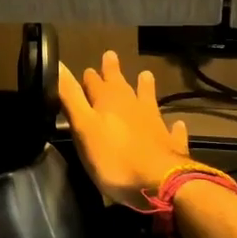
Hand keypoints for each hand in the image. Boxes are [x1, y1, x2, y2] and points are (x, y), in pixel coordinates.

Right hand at [57, 51, 192, 209]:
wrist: (159, 182)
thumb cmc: (114, 158)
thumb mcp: (83, 127)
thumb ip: (71, 97)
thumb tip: (59, 64)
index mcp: (108, 102)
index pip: (94, 83)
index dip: (89, 76)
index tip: (87, 69)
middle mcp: (132, 106)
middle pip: (121, 85)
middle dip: (113, 72)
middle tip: (111, 55)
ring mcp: (154, 123)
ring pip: (148, 99)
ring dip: (146, 88)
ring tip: (146, 75)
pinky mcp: (170, 144)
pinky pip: (172, 130)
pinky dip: (173, 126)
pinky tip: (178, 124)